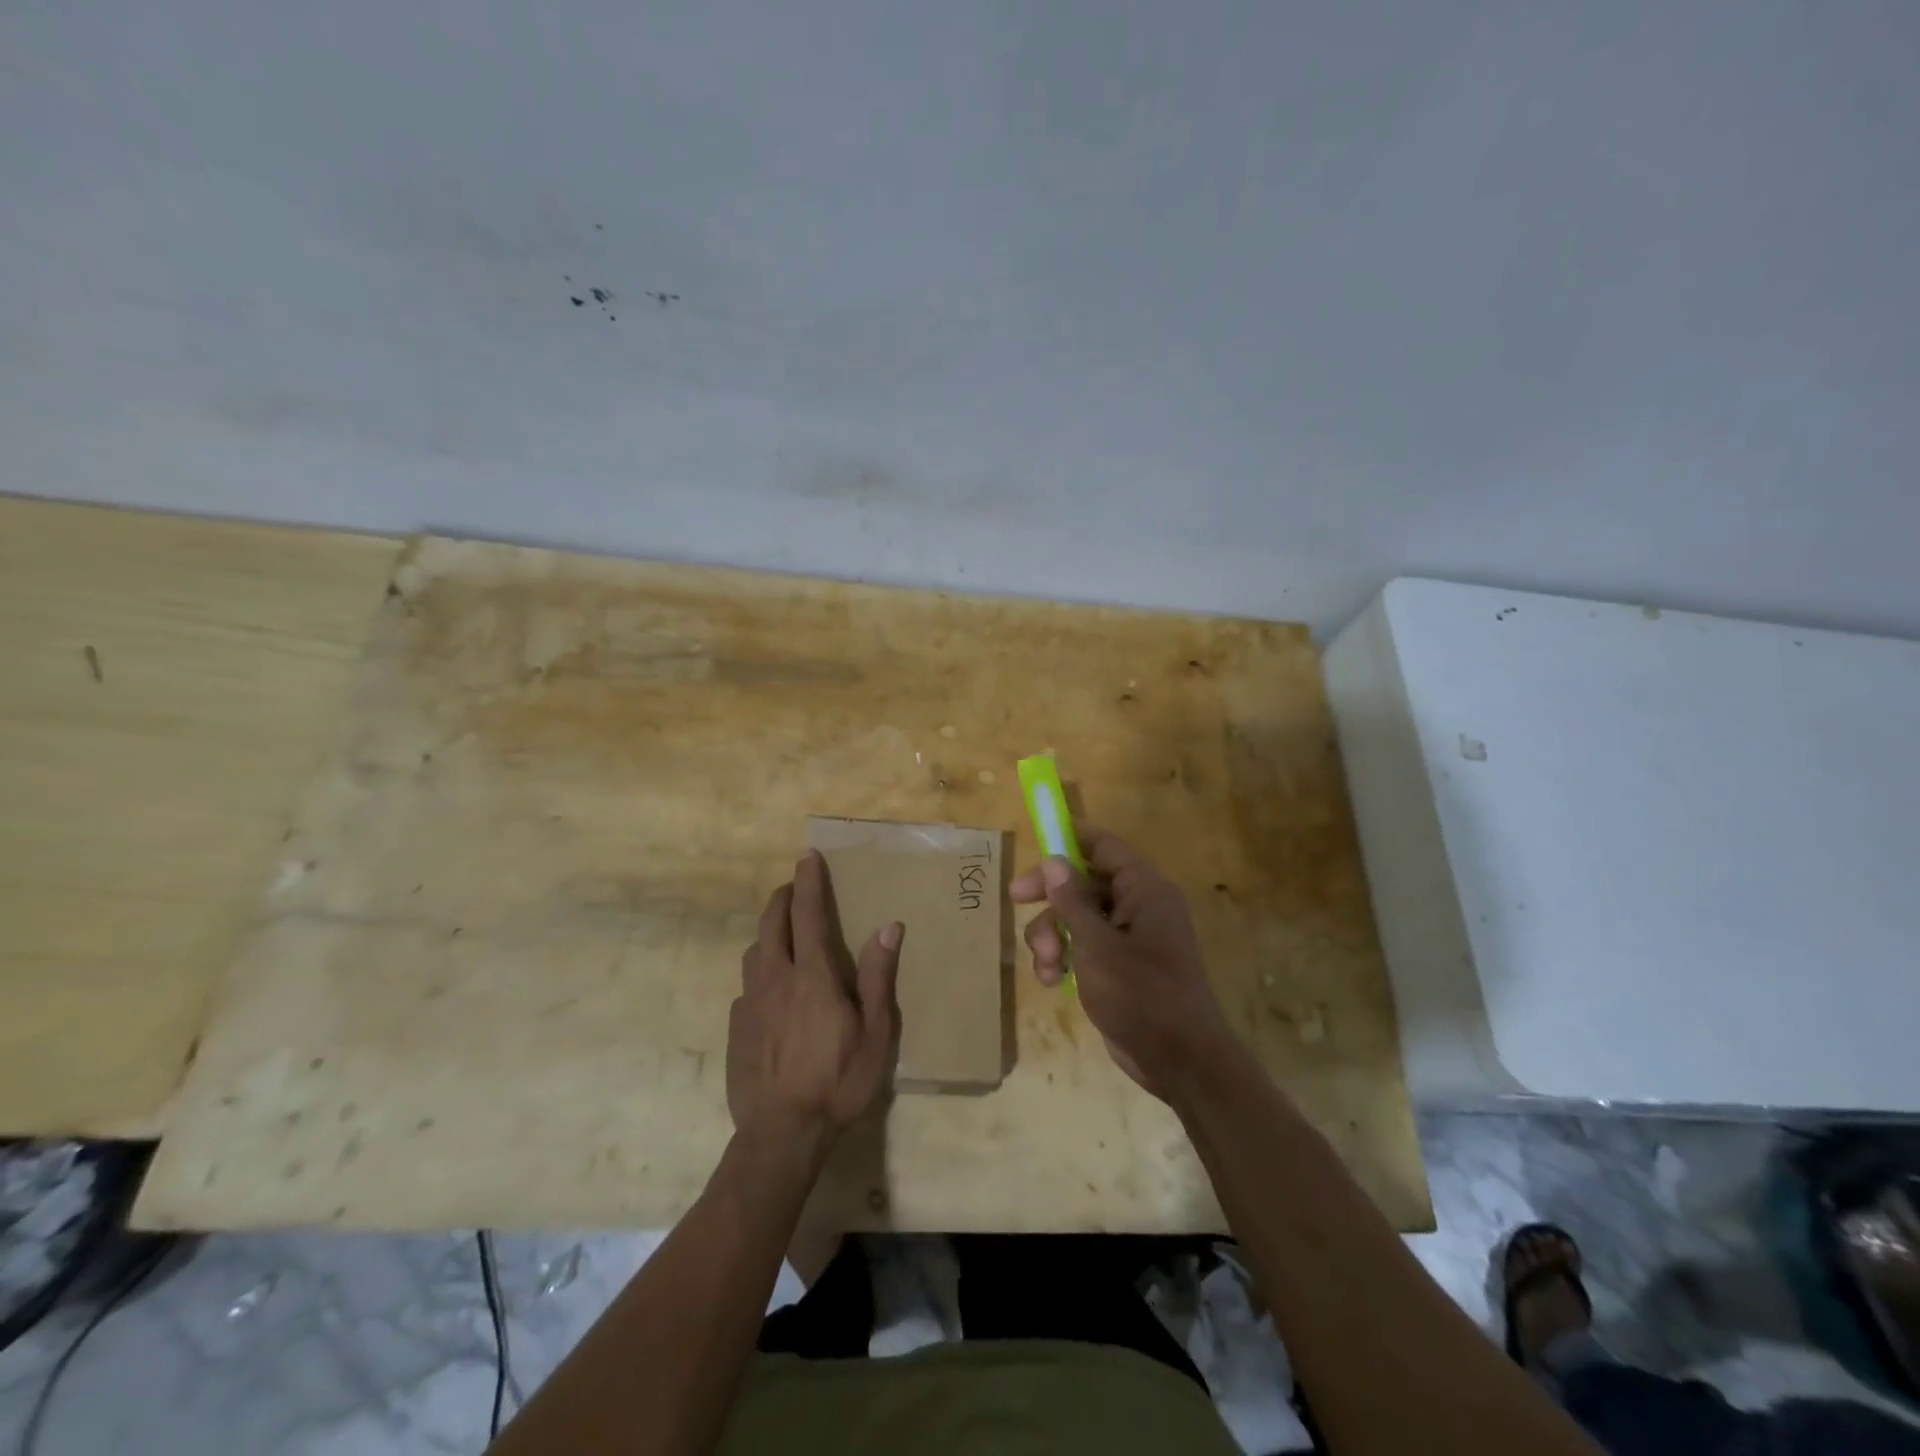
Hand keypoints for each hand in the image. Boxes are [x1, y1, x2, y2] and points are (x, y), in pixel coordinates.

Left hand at [728, 851, 902, 1148]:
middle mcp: (775, 979)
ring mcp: (749, 1004)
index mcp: (812, 976)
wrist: (781, 1135)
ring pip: (753, 952)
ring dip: (767, 933)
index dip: (808, 882)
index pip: (807, 914)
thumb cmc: (838, 1081)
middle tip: (793, 887)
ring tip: (782, 935)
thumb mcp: (875, 1033)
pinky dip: (759, 975)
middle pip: (771, 924)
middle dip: (782, 898)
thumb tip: (888, 927)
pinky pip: (745, 988)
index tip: (807, 856)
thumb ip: (879, 977)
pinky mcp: (735, 1028)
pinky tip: (769, 993)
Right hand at [1011, 829, 1234, 1099]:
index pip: (1104, 846)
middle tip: (1016, 901)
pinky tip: (1053, 981)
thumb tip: (1054, 860)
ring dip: (1053, 936)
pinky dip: (1066, 958)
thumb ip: (1072, 901)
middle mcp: (1139, 906)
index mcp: (1143, 890)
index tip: (1036, 840)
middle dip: (1051, 898)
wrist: (1180, 1061)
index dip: (1070, 838)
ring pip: (1078, 917)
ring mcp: (1131, 937)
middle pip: (1083, 882)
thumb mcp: (1097, 945)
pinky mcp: (1122, 966)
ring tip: (1048, 966)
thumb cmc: (1141, 995)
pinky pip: (1085, 946)